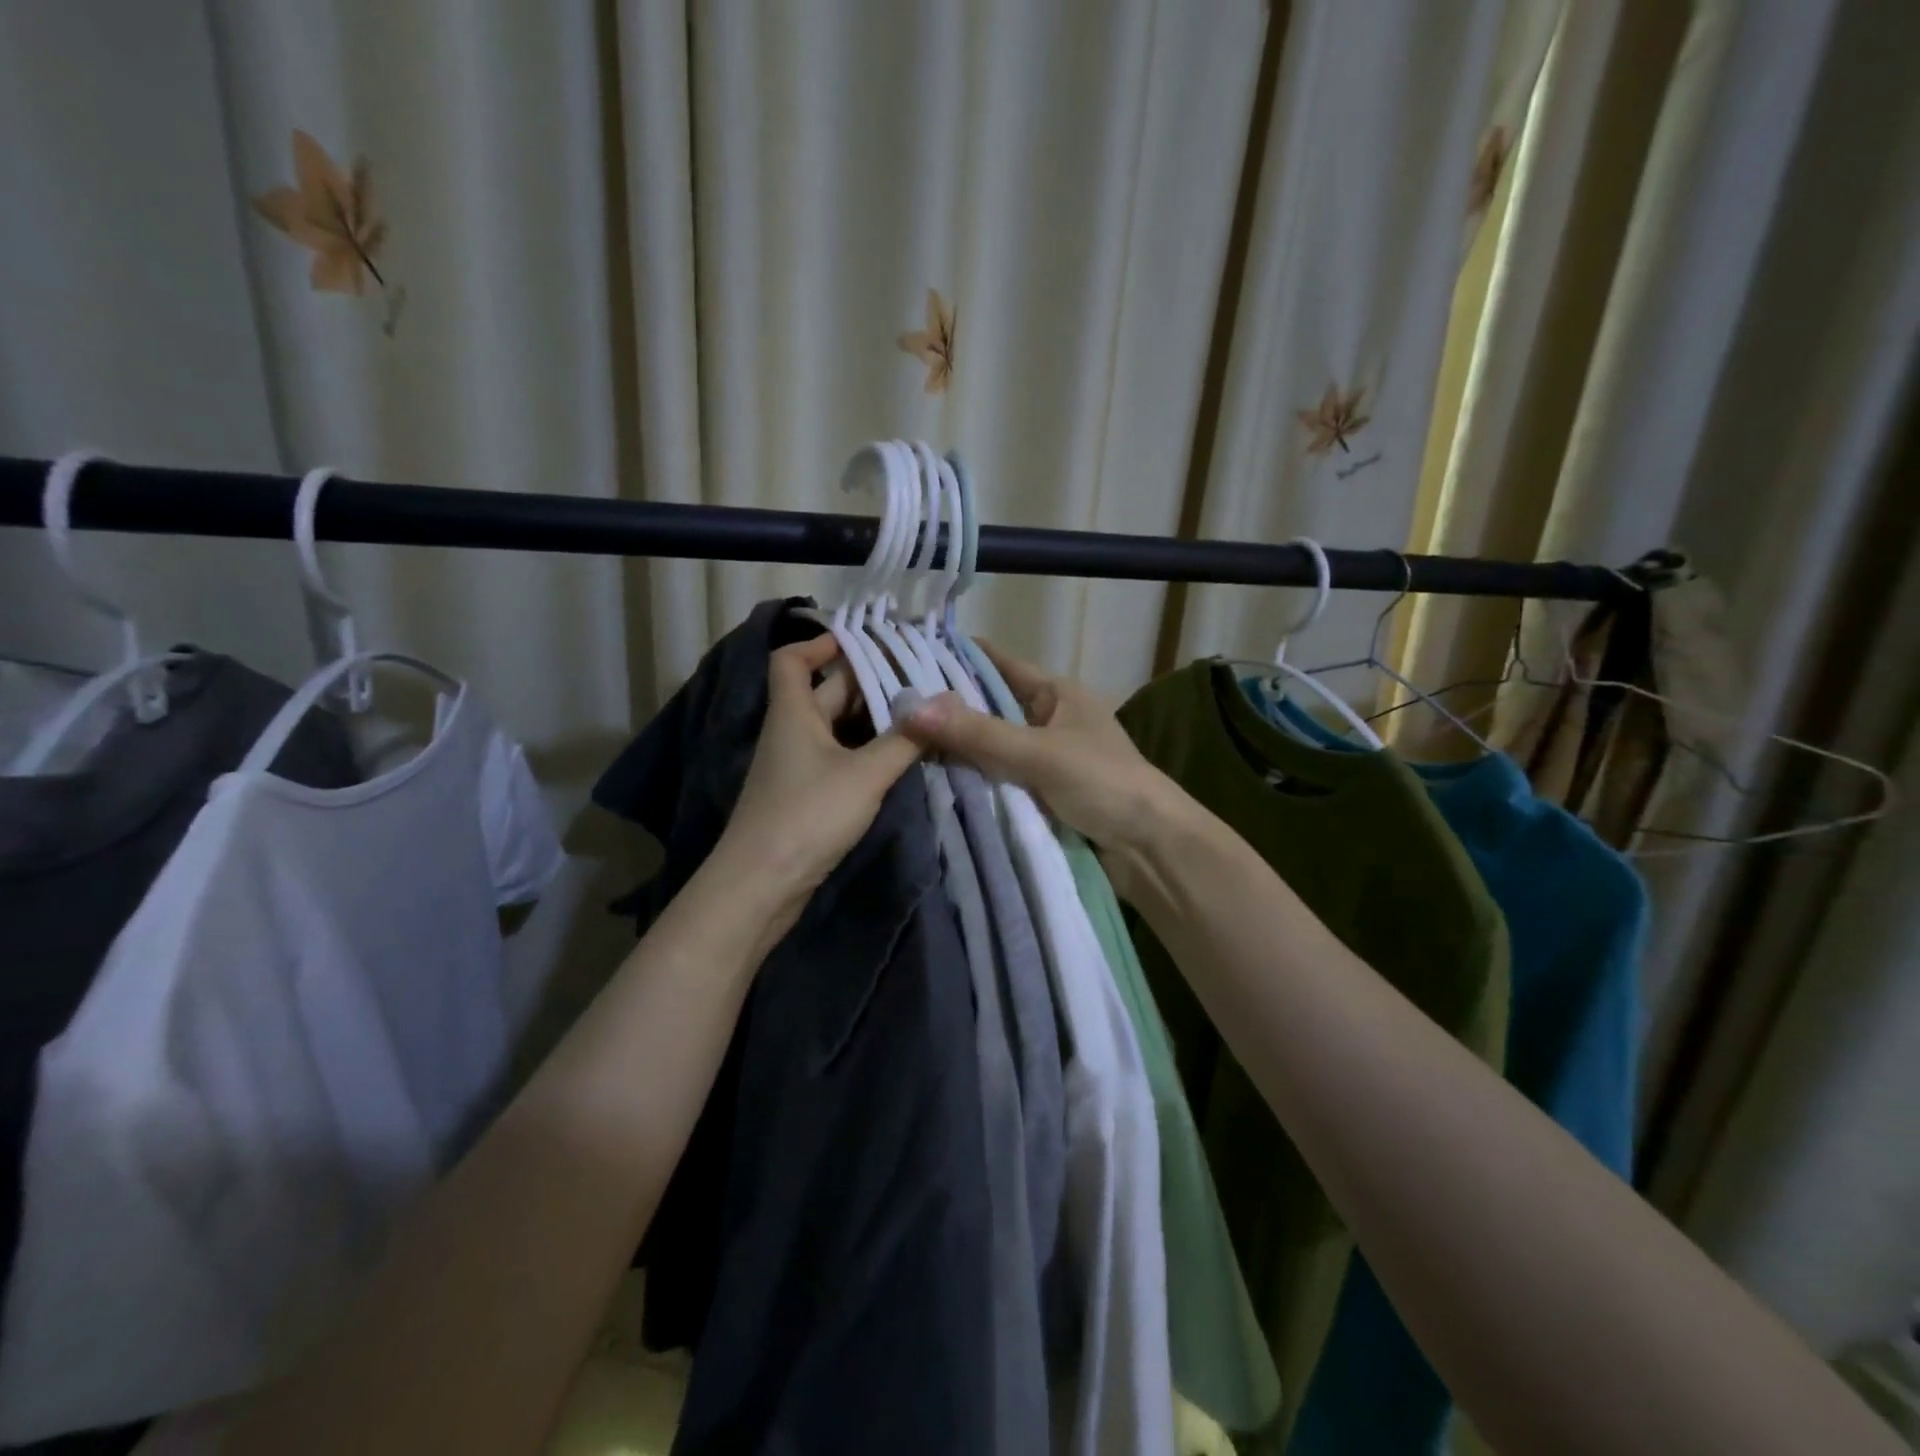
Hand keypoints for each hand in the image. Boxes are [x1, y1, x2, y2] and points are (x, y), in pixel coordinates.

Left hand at [708, 634, 924, 940]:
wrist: (761, 885)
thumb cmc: (807, 816)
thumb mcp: (865, 774)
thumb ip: (905, 739)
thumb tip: (944, 701)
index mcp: (793, 713)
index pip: (792, 660)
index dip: (821, 644)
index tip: (863, 642)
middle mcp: (791, 732)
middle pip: (826, 693)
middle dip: (868, 684)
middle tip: (918, 679)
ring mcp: (797, 766)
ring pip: (837, 729)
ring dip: (872, 721)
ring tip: (920, 715)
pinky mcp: (806, 796)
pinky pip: (839, 759)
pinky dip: (866, 752)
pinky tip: (899, 758)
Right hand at [897, 640, 1190, 858]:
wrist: (1149, 847)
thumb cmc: (1102, 782)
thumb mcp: (1038, 752)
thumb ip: (978, 733)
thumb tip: (911, 710)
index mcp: (1056, 694)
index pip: (1000, 665)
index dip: (960, 658)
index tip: (910, 657)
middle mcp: (1047, 720)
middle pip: (990, 707)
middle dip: (948, 709)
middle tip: (893, 708)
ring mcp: (1044, 759)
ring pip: (990, 746)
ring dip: (957, 748)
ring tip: (899, 742)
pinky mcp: (1040, 794)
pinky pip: (997, 777)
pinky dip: (972, 778)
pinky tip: (932, 778)